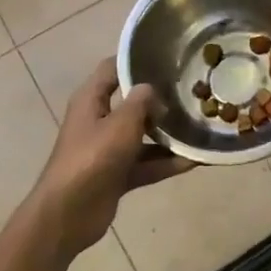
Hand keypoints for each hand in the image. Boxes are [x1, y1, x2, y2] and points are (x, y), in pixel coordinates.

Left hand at [25, 59, 194, 260]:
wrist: (68, 215)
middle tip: (193, 89)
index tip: (167, 55)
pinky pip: (148, 162)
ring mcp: (108, 148)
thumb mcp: (122, 123)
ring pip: (143, 134)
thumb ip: (141, 101)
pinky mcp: (118, 174)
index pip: (113, 68)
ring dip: (168, 133)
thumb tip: (153, 90)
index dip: (136, 59)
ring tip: (201, 124)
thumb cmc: (92, 158)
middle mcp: (99, 119)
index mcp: (91, 99)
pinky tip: (197, 160)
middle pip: (132, 102)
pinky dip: (168, 162)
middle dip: (160, 98)